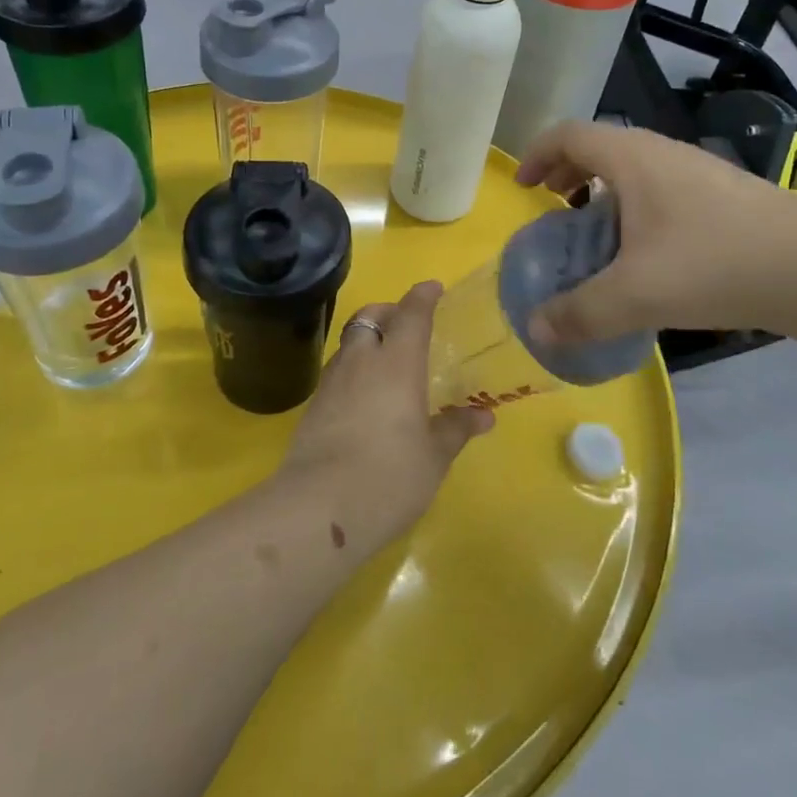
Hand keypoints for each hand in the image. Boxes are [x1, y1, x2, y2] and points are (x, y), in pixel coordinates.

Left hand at [278, 281, 493, 550]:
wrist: (318, 509)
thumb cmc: (389, 476)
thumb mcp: (433, 456)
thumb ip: (456, 429)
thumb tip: (484, 415)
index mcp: (397, 364)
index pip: (411, 315)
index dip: (422, 297)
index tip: (432, 287)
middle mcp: (361, 362)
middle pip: (369, 318)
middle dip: (387, 312)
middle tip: (404, 324)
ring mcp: (331, 383)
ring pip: (349, 344)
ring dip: (368, 341)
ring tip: (387, 364)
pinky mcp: (312, 408)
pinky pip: (337, 373)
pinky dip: (353, 371)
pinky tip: (365, 399)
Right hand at [515, 121, 796, 344]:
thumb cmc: (713, 263)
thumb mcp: (636, 294)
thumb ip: (580, 313)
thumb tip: (536, 330)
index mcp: (631, 159)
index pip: (568, 135)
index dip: (537, 154)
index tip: (523, 187)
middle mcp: (662, 153)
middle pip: (600, 147)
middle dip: (567, 173)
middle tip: (553, 208)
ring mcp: (697, 170)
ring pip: (634, 168)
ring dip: (603, 191)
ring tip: (596, 232)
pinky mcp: (723, 194)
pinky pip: (661, 187)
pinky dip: (636, 206)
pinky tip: (648, 251)